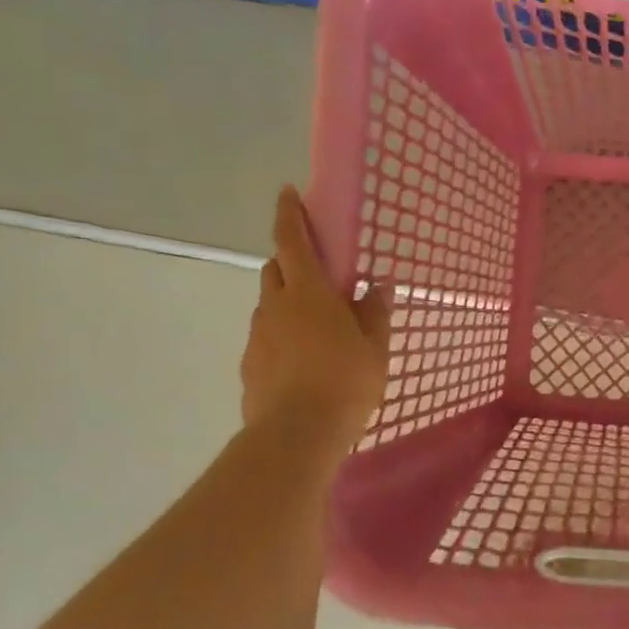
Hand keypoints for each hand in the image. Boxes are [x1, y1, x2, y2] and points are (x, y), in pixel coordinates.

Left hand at [241, 187, 390, 452]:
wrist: (296, 435)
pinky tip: (303, 360)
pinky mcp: (249, 365)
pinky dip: (282, 336)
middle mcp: (275, 306)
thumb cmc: (345, 382)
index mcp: (308, 293)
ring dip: (287, 302)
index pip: (291, 241)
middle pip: (274, 269)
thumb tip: (378, 284)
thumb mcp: (374, 347)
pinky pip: (266, 337)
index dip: (289, 215)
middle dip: (290, 262)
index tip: (287, 193)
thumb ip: (375, 312)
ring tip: (317, 327)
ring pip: (269, 305)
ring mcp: (257, 337)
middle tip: (317, 274)